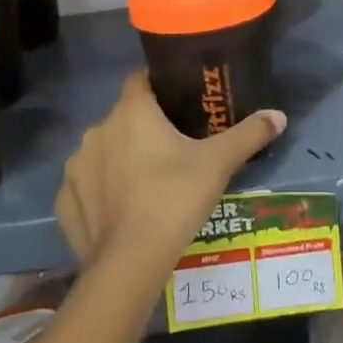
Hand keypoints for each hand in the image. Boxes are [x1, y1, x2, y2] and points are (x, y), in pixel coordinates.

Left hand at [56, 72, 285, 274]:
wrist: (130, 261)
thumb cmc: (175, 197)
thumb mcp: (219, 163)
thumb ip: (249, 134)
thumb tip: (279, 115)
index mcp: (131, 112)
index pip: (140, 81)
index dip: (158, 87)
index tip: (178, 103)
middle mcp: (97, 131)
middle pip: (122, 119)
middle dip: (142, 129)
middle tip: (172, 151)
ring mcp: (76, 168)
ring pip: (102, 153)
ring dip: (119, 161)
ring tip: (147, 185)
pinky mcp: (63, 202)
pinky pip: (85, 188)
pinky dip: (100, 194)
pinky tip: (121, 213)